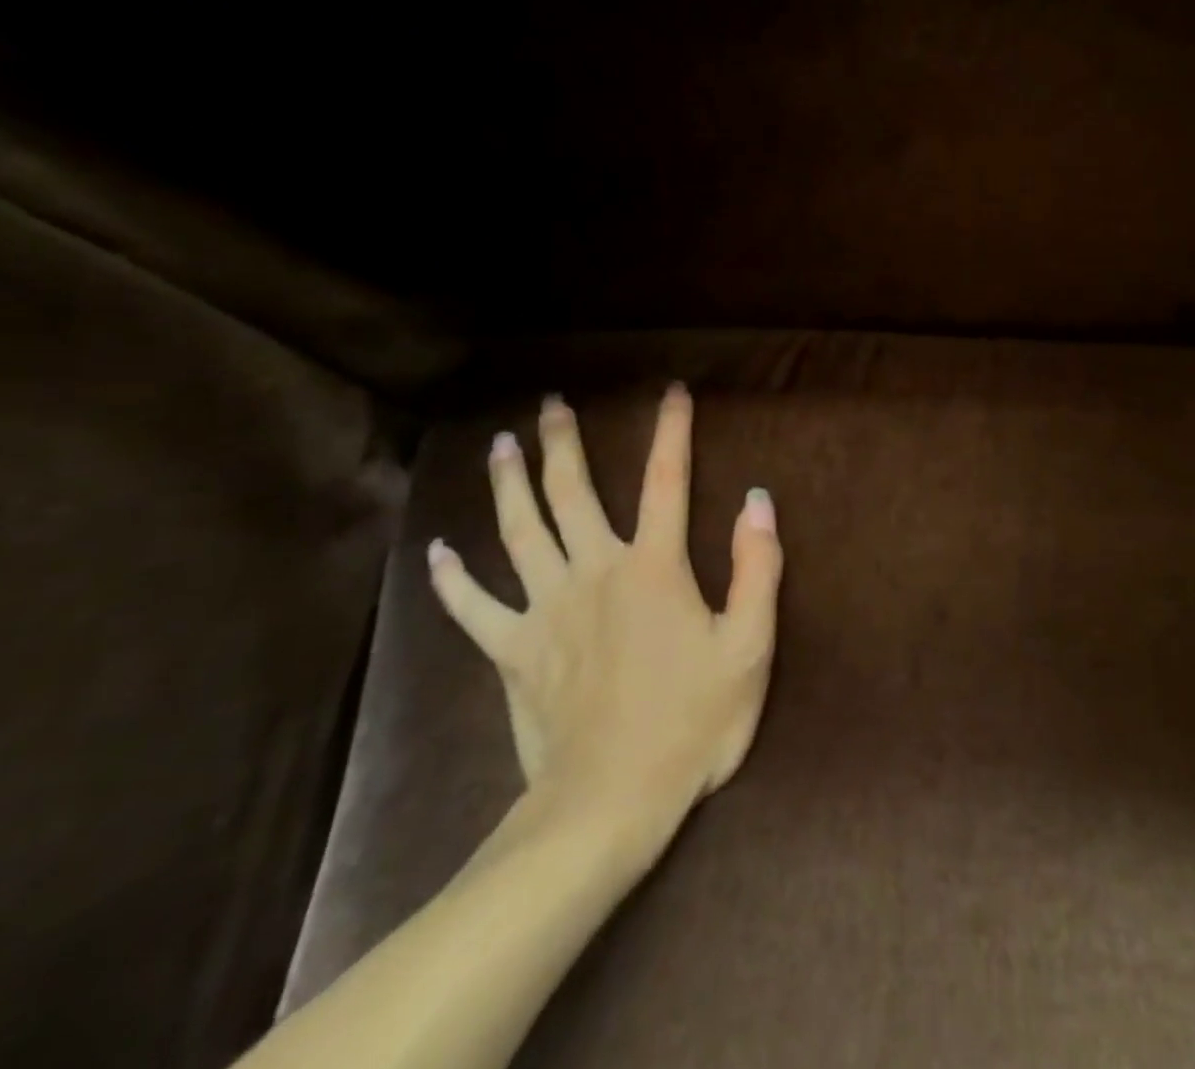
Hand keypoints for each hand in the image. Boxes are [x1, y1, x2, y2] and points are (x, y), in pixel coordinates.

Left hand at [427, 385, 781, 855]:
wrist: (611, 802)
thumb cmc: (691, 722)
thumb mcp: (749, 647)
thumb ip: (757, 568)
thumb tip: (757, 499)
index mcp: (654, 568)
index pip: (666, 481)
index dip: (672, 431)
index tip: (673, 392)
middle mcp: (594, 573)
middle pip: (572, 493)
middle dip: (564, 444)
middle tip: (552, 404)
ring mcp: (545, 611)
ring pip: (519, 533)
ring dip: (508, 485)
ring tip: (500, 446)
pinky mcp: (513, 653)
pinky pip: (474, 609)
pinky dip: (452, 580)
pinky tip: (436, 553)